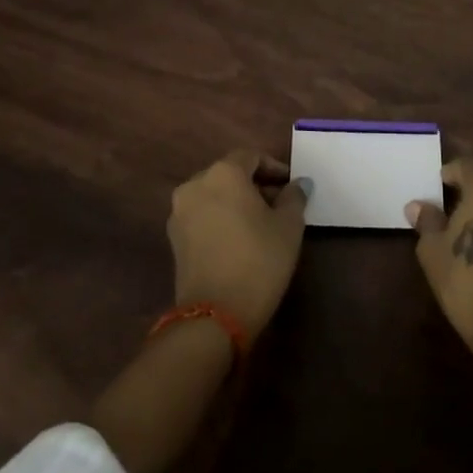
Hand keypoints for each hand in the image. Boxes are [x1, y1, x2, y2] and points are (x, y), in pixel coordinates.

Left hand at [168, 150, 308, 339]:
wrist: (215, 315)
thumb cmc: (259, 260)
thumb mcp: (289, 226)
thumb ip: (294, 197)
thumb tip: (298, 183)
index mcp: (223, 173)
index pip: (251, 157)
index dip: (274, 168)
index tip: (291, 185)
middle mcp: (195, 184)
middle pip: (229, 174)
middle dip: (255, 185)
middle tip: (279, 205)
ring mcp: (180, 211)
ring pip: (214, 194)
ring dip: (236, 202)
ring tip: (260, 223)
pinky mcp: (174, 238)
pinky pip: (202, 215)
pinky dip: (220, 218)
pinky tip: (238, 239)